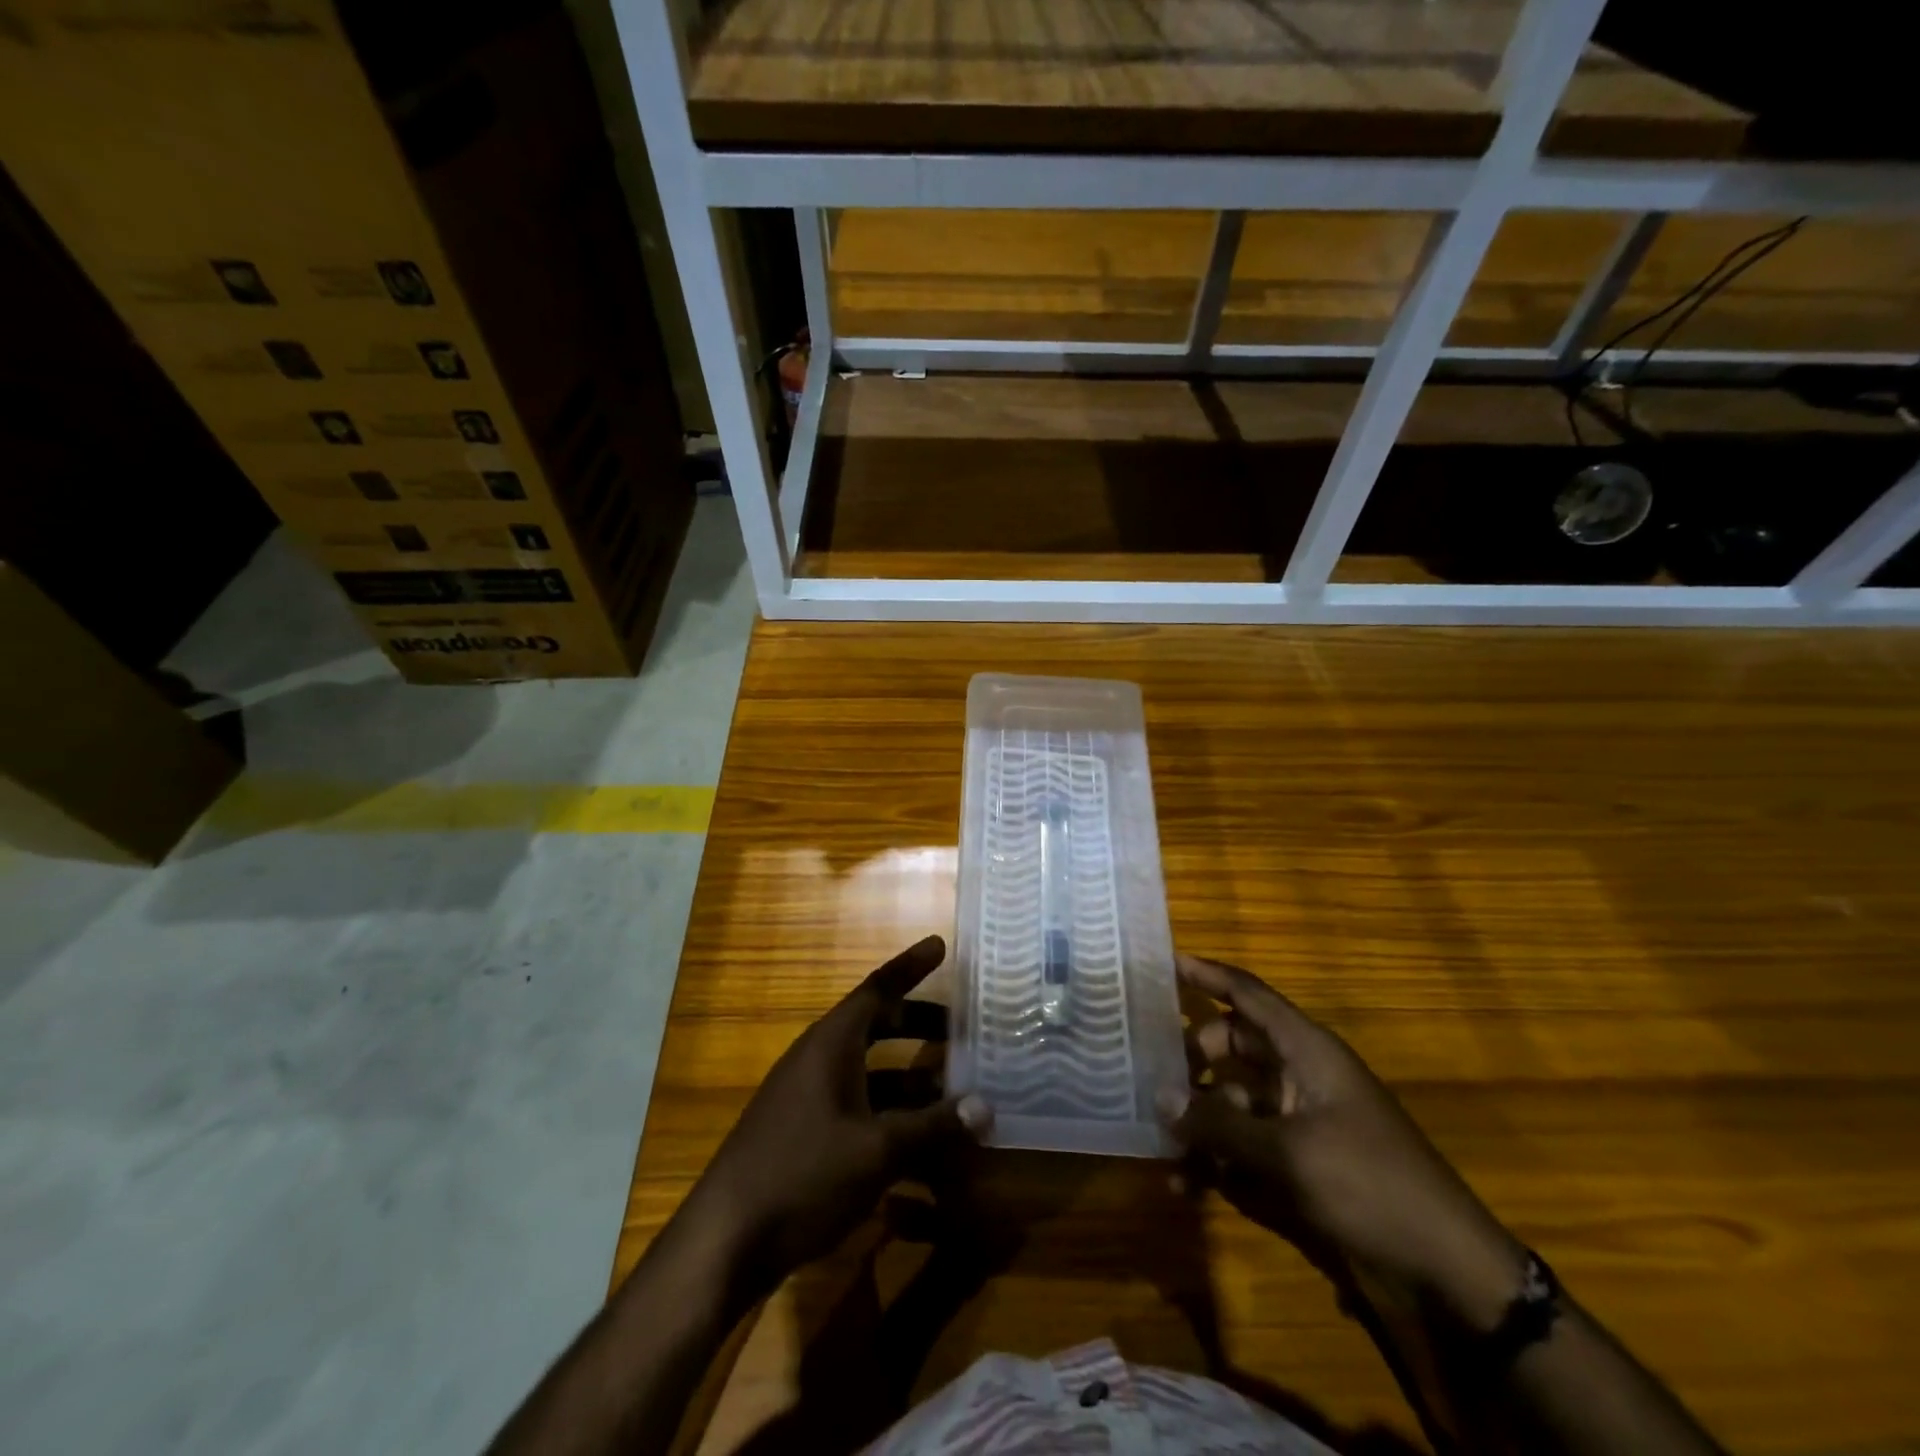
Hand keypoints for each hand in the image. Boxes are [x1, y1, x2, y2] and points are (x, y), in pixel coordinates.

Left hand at [676, 936, 992, 1295]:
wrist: (724, 1241)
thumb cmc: (803, 1175)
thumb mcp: (877, 1151)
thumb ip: (933, 1127)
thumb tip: (985, 1106)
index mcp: (831, 1043)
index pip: (878, 988)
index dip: (910, 966)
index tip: (940, 945)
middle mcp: (818, 1059)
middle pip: (874, 1025)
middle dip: (917, 1023)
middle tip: (960, 1027)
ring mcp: (806, 1096)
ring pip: (868, 1070)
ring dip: (907, 1076)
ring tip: (951, 1088)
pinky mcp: (802, 1132)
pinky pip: (856, 1104)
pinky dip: (889, 1111)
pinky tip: (916, 1142)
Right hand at [1166, 954, 1525, 1330]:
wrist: (1445, 1267)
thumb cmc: (1369, 1183)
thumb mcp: (1288, 1152)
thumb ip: (1220, 1123)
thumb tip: (1161, 1098)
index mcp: (1306, 1051)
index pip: (1249, 995)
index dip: (1209, 975)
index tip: (1165, 962)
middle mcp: (1299, 1075)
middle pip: (1233, 1046)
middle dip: (1191, 1058)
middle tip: (1150, 1072)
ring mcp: (1299, 1119)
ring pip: (1232, 1100)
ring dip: (1199, 1119)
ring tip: (1161, 1142)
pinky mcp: (1299, 1162)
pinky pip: (1244, 1146)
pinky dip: (1216, 1160)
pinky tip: (1185, 1184)